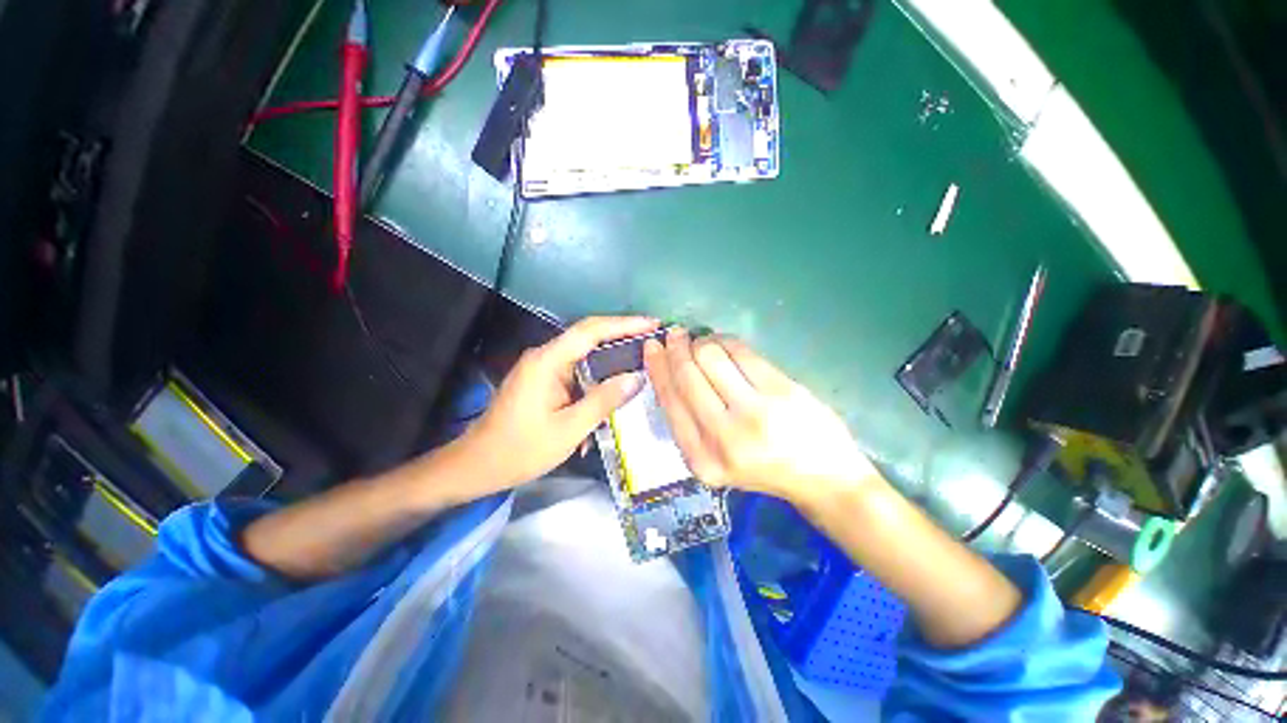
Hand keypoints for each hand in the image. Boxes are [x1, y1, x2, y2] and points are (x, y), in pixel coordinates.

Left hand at [456, 316, 657, 489]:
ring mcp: (542, 368)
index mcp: (547, 361)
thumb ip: (603, 400)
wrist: (478, 465)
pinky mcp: (543, 380)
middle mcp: (544, 356)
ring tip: (640, 365)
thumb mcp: (569, 428)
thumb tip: (636, 377)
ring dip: (609, 362)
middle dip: (621, 337)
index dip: (624, 324)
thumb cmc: (521, 449)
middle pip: (588, 338)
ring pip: (584, 356)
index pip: (590, 330)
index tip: (652, 324)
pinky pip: (575, 372)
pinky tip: (610, 395)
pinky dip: (595, 379)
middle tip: (653, 343)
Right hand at [643, 328, 877, 511]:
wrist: (825, 480)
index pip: (670, 401)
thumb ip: (691, 424)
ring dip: (702, 341)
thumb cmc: (766, 469)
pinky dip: (727, 340)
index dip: (658, 368)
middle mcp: (721, 438)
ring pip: (710, 356)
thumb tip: (672, 371)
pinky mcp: (780, 391)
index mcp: (701, 459)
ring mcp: (753, 413)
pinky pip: (741, 352)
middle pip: (687, 375)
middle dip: (676, 348)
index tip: (652, 347)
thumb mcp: (716, 460)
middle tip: (676, 334)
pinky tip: (725, 342)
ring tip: (703, 342)